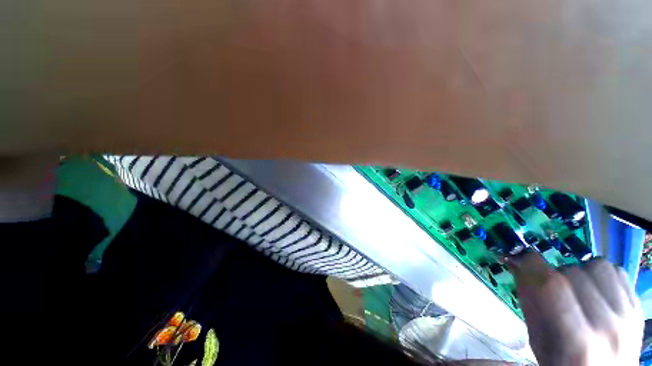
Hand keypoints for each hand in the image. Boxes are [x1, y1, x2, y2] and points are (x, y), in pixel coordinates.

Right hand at [514, 252, 643, 365]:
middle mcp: (607, 327)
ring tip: (574, 287)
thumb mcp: (539, 341)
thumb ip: (529, 301)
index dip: (531, 264)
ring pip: (598, 267)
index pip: (552, 287)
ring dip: (578, 271)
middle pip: (574, 274)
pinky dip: (599, 273)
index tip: (519, 257)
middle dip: (553, 274)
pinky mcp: (638, 307)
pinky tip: (594, 288)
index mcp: (577, 343)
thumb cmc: (563, 365)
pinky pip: (618, 272)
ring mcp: (628, 316)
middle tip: (548, 287)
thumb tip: (515, 263)